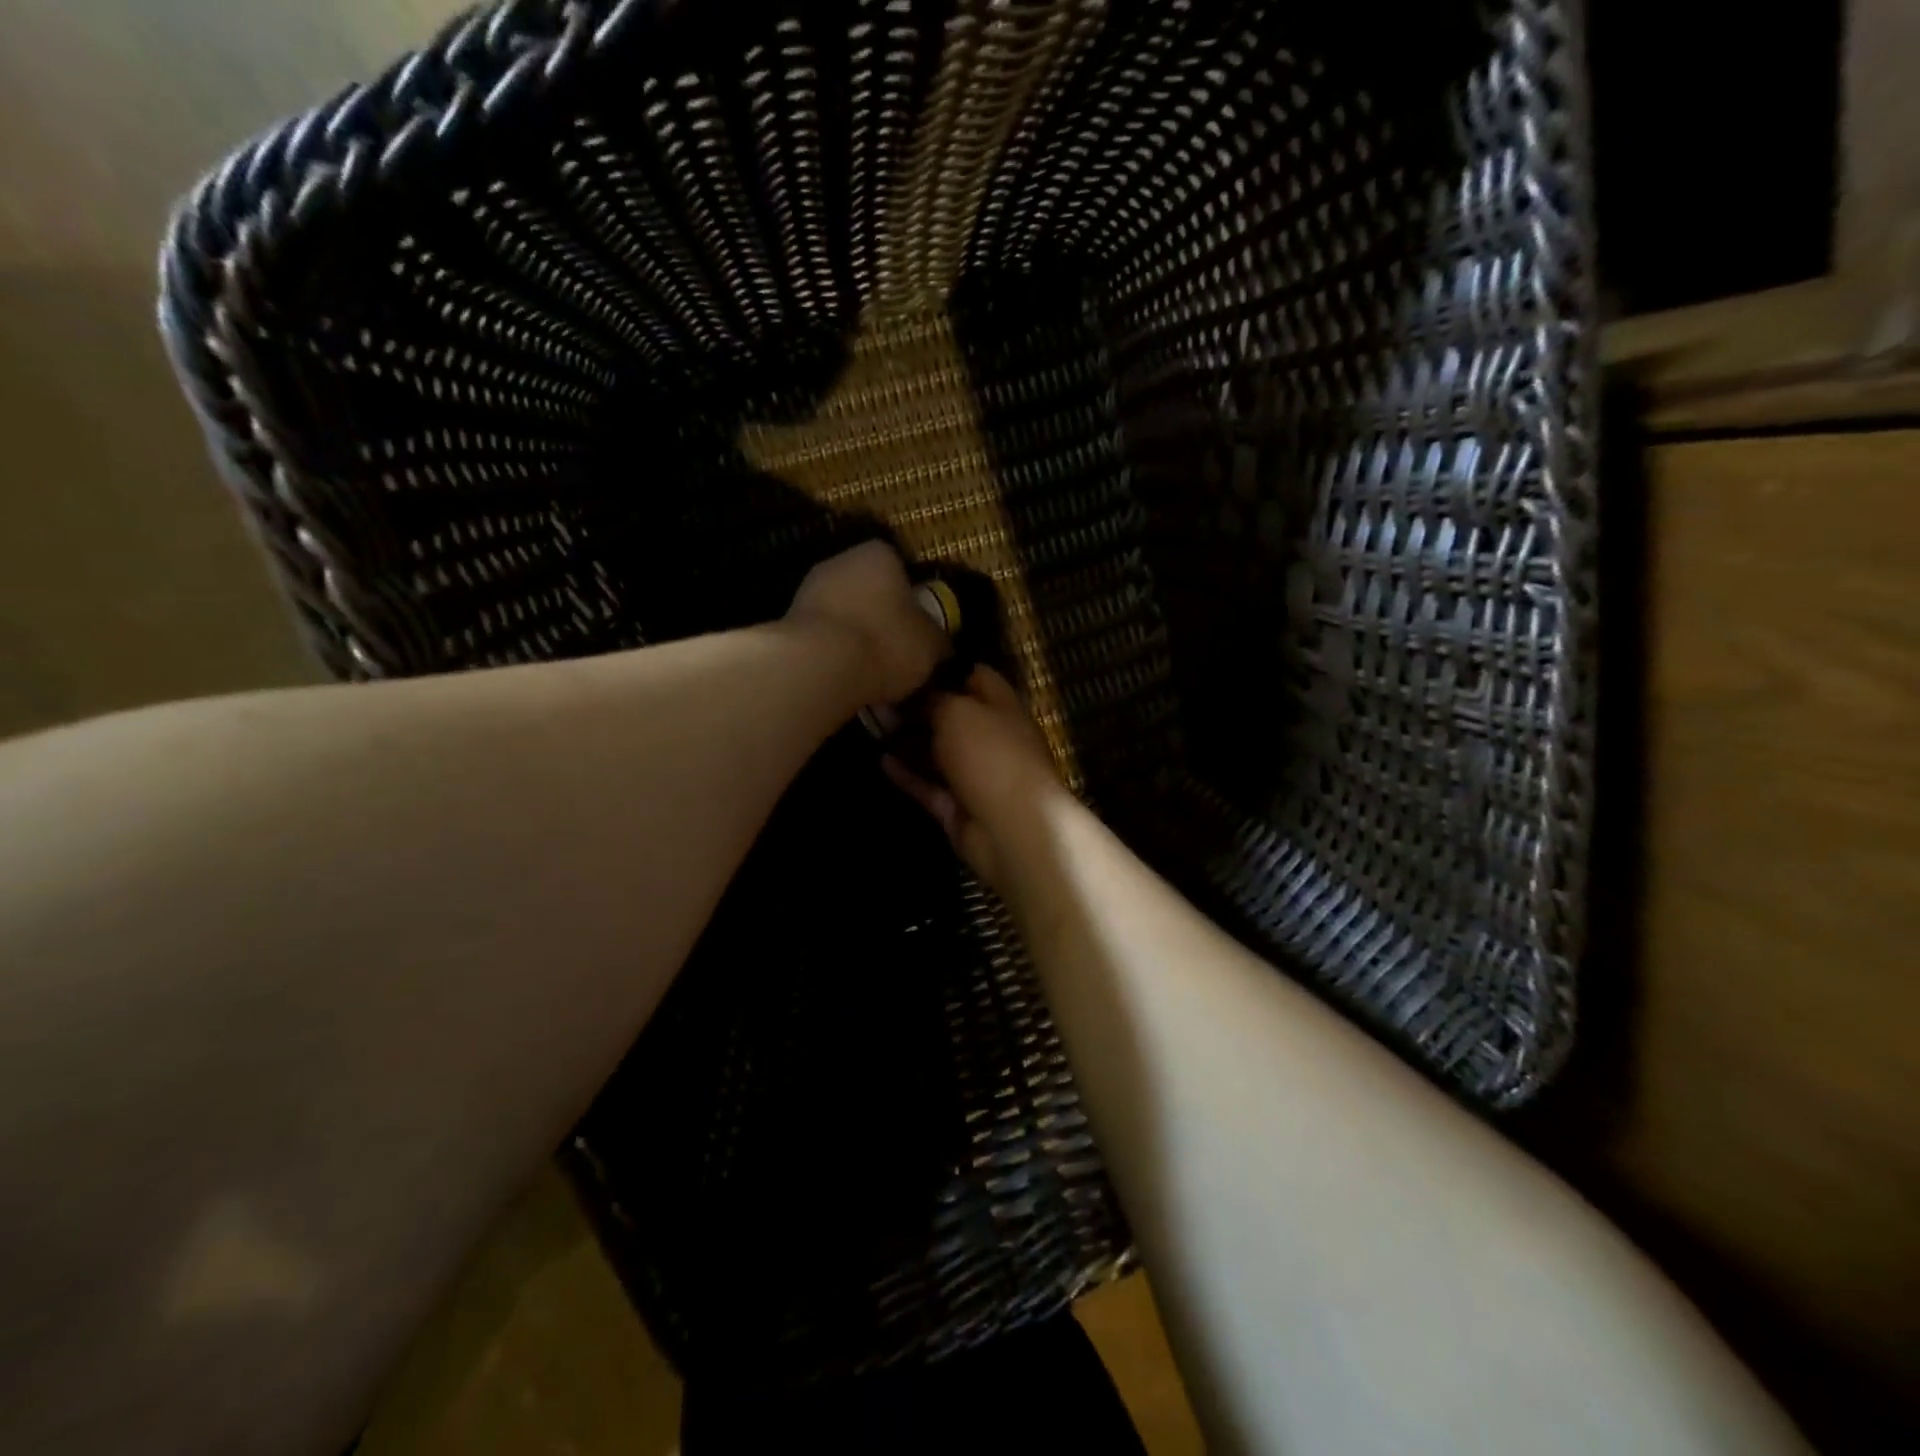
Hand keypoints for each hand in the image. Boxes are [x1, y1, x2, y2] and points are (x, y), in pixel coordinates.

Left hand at [787, 541, 950, 704]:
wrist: (819, 667)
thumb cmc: (886, 643)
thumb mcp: (931, 645)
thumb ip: (938, 639)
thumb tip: (940, 644)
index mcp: (878, 554)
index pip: (900, 567)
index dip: (912, 598)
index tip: (919, 628)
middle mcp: (840, 562)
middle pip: (869, 591)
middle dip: (882, 620)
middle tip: (898, 654)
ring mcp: (809, 590)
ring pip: (844, 615)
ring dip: (856, 640)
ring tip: (873, 676)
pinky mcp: (788, 623)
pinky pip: (823, 638)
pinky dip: (835, 656)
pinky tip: (846, 682)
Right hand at [883, 666, 1061, 889]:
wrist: (1013, 827)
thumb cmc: (991, 754)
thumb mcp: (958, 711)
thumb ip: (933, 699)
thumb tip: (912, 693)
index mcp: (1003, 708)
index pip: (977, 677)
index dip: (946, 668)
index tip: (911, 661)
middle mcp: (992, 739)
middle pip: (954, 717)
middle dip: (920, 707)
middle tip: (880, 696)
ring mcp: (976, 776)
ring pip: (938, 753)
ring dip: (909, 741)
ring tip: (872, 724)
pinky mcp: (958, 808)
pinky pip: (929, 786)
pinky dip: (908, 775)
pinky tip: (880, 760)